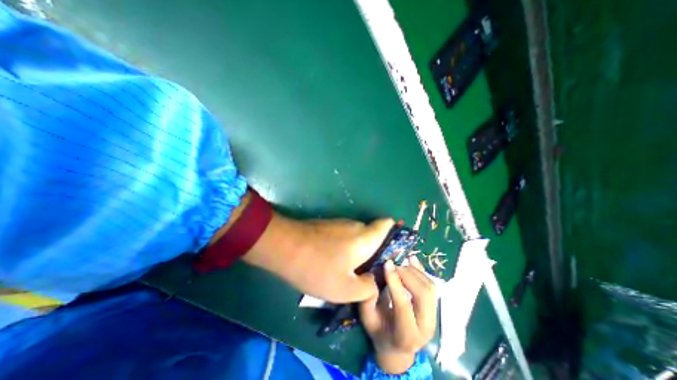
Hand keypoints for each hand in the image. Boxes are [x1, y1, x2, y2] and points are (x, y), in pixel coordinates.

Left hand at [244, 212, 393, 303]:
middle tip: (370, 271)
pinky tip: (335, 262)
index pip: (387, 225)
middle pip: (373, 234)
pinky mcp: (328, 226)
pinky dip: (346, 247)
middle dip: (375, 251)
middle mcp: (356, 225)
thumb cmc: (318, 268)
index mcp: (365, 237)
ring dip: (358, 251)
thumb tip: (374, 281)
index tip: (392, 252)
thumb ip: (367, 287)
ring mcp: (340, 224)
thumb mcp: (345, 289)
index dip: (394, 234)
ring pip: (358, 236)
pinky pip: (345, 236)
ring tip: (351, 270)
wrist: (284, 247)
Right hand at [359, 255, 438, 373]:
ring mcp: (433, 317)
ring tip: (399, 263)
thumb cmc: (378, 331)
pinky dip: (421, 270)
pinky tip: (411, 259)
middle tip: (393, 264)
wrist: (396, 346)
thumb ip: (369, 298)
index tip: (387, 264)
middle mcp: (425, 328)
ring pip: (429, 288)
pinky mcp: (435, 308)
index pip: (403, 305)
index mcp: (405, 335)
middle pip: (422, 295)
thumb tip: (375, 273)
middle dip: (407, 274)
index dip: (395, 282)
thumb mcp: (367, 318)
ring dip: (414, 271)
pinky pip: (431, 285)